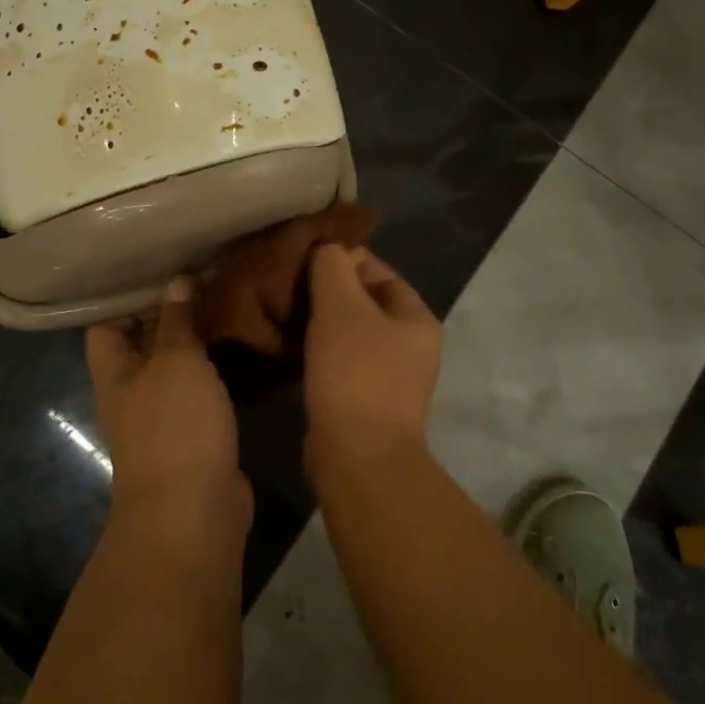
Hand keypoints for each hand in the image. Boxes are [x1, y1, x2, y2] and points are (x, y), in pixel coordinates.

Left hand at [86, 281, 250, 533]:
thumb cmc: (174, 426)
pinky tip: (240, 354)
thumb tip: (177, 281)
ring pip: (176, 371)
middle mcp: (132, 395)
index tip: (163, 273)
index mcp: (114, 374)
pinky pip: (201, 396)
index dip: (128, 300)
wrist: (194, 511)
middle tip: (206, 283)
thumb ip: (177, 320)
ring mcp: (162, 420)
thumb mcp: (176, 360)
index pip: (105, 326)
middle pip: (143, 347)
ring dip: (197, 346)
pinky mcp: (194, 439)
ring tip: (227, 309)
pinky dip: (215, 375)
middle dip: (171, 318)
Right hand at [302, 245, 442, 478]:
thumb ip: (333, 267)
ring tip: (287, 312)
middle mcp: (412, 346)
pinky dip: (322, 351)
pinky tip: (294, 347)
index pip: (380, 271)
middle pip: (367, 302)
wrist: (358, 456)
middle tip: (291, 285)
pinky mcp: (369, 402)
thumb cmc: (355, 372)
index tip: (306, 258)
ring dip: (324, 323)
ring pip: (353, 334)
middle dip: (331, 291)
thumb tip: (328, 247)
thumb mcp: (341, 307)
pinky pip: (345, 362)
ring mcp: (393, 378)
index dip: (345, 259)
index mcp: (417, 318)